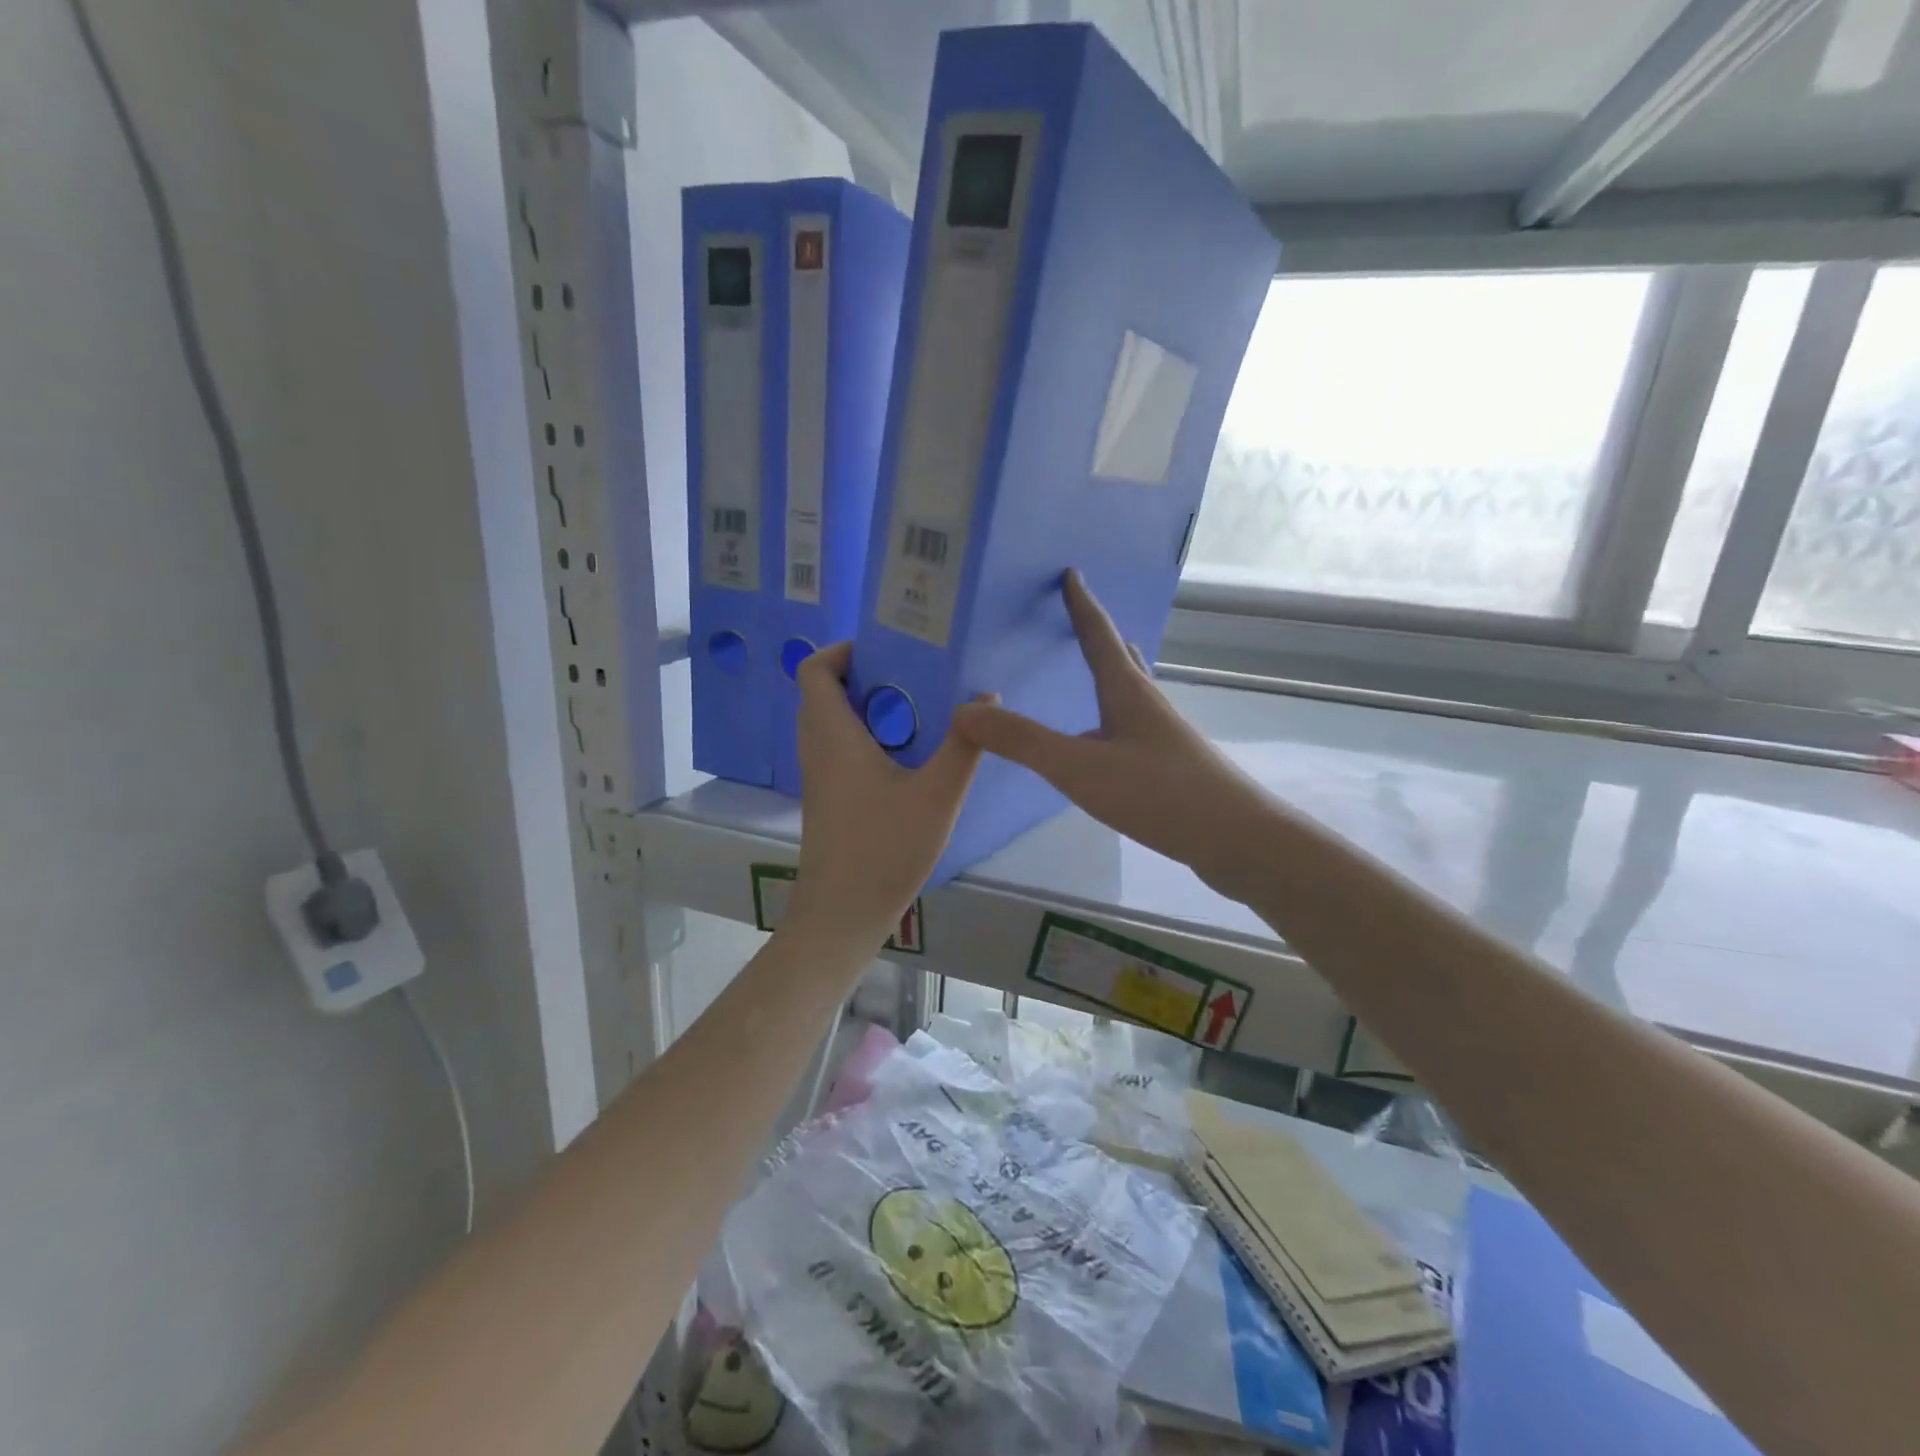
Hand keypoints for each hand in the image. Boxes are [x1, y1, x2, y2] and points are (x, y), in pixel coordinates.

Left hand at [787, 643, 984, 952]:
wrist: (842, 915)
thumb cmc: (885, 849)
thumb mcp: (938, 794)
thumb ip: (965, 745)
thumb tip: (987, 697)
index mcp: (833, 735)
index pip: (813, 669)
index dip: (843, 650)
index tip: (887, 649)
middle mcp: (817, 748)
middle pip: (823, 691)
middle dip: (865, 674)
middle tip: (914, 674)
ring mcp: (818, 776)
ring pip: (831, 722)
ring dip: (867, 707)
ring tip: (918, 707)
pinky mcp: (827, 798)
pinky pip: (838, 747)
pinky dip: (865, 735)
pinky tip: (908, 754)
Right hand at [950, 571, 1276, 902]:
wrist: (1236, 839)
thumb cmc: (1158, 793)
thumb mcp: (1079, 767)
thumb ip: (1022, 741)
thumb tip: (964, 710)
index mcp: (1126, 690)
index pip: (1098, 634)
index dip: (1081, 603)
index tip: (1071, 572)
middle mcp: (1147, 702)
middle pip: (1120, 655)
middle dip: (1097, 631)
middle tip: (1076, 613)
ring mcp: (1162, 734)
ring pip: (1131, 689)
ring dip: (1111, 669)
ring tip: (1093, 665)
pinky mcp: (1169, 764)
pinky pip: (1132, 722)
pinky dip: (1113, 710)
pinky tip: (1106, 735)